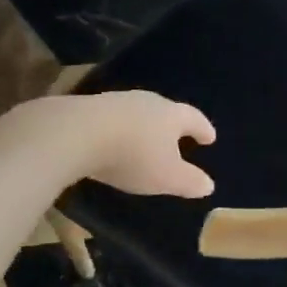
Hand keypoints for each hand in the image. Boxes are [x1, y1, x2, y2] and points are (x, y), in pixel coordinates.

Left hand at [65, 91, 216, 197]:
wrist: (76, 133)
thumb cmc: (132, 155)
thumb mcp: (166, 177)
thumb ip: (189, 181)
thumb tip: (208, 185)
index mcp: (171, 115)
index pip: (194, 119)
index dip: (203, 129)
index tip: (210, 138)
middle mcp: (147, 102)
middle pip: (166, 110)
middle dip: (173, 125)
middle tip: (178, 137)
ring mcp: (116, 101)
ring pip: (138, 113)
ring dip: (144, 127)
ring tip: (145, 140)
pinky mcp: (89, 108)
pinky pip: (113, 119)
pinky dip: (120, 130)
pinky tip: (114, 141)